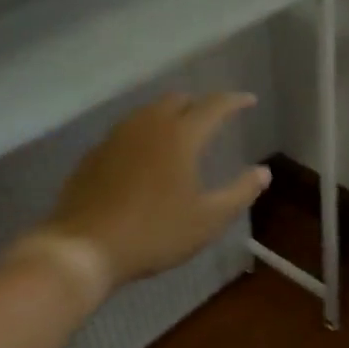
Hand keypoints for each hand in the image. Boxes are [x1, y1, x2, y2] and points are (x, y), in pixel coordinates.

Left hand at [30, 92, 269, 292]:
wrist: (85, 247)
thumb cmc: (155, 233)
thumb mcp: (208, 219)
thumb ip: (240, 192)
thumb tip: (263, 172)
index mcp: (180, 136)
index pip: (213, 106)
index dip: (234, 101)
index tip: (249, 101)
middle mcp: (148, 125)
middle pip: (178, 100)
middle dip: (199, 104)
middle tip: (214, 119)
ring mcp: (116, 137)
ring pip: (149, 112)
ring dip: (170, 116)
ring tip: (181, 134)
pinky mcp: (95, 153)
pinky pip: (128, 131)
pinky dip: (145, 134)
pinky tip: (146, 157)